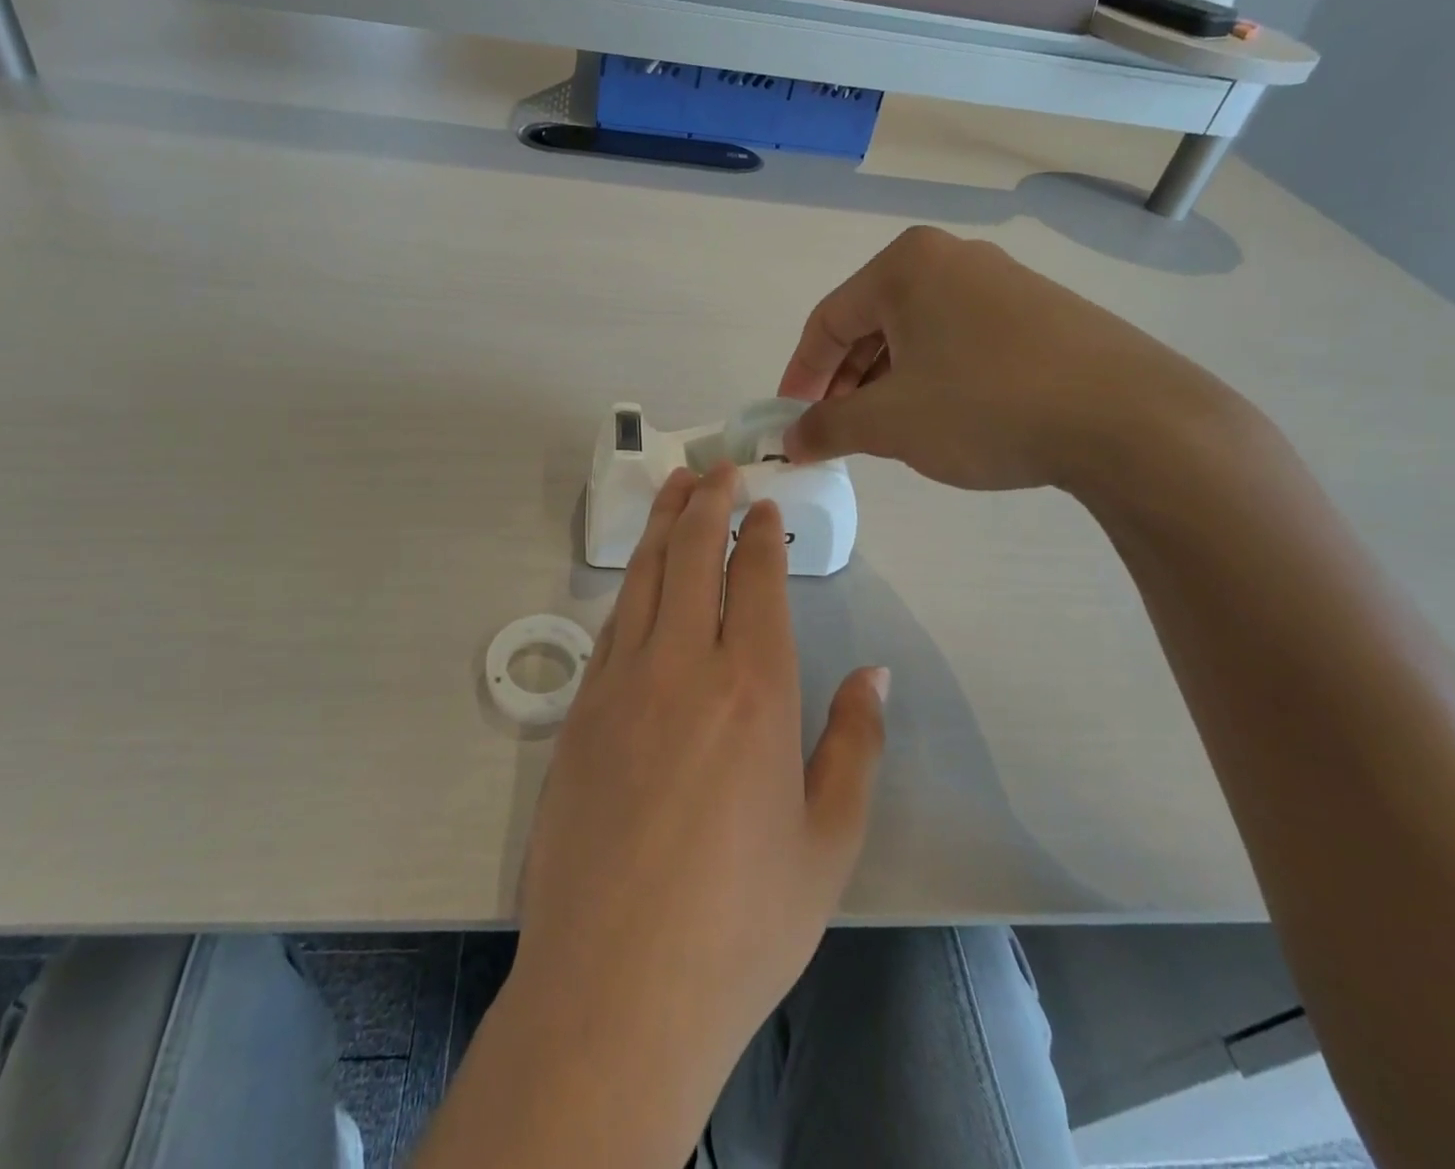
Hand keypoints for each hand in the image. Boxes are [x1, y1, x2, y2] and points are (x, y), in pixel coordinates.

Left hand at [506, 465, 887, 1147]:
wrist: (617, 987)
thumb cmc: (742, 922)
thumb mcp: (828, 842)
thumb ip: (855, 744)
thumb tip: (874, 675)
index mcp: (754, 691)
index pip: (755, 581)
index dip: (760, 533)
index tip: (763, 503)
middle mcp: (682, 668)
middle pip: (692, 559)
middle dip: (705, 504)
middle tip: (715, 467)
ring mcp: (621, 686)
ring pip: (645, 581)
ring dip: (663, 528)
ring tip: (674, 488)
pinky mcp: (579, 715)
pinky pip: (612, 628)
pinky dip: (632, 588)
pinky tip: (641, 580)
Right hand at [777, 225, 1235, 492]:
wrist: (1129, 420)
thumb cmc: (985, 407)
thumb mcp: (889, 423)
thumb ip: (827, 427)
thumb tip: (791, 439)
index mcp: (906, 267)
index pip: (827, 321)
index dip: (800, 375)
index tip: (790, 420)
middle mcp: (953, 259)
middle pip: (871, 323)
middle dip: (845, 381)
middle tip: (836, 430)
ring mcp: (1003, 282)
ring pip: (917, 333)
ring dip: (886, 382)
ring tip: (884, 430)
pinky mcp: (1041, 312)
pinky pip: (960, 340)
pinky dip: (932, 378)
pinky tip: (941, 417)